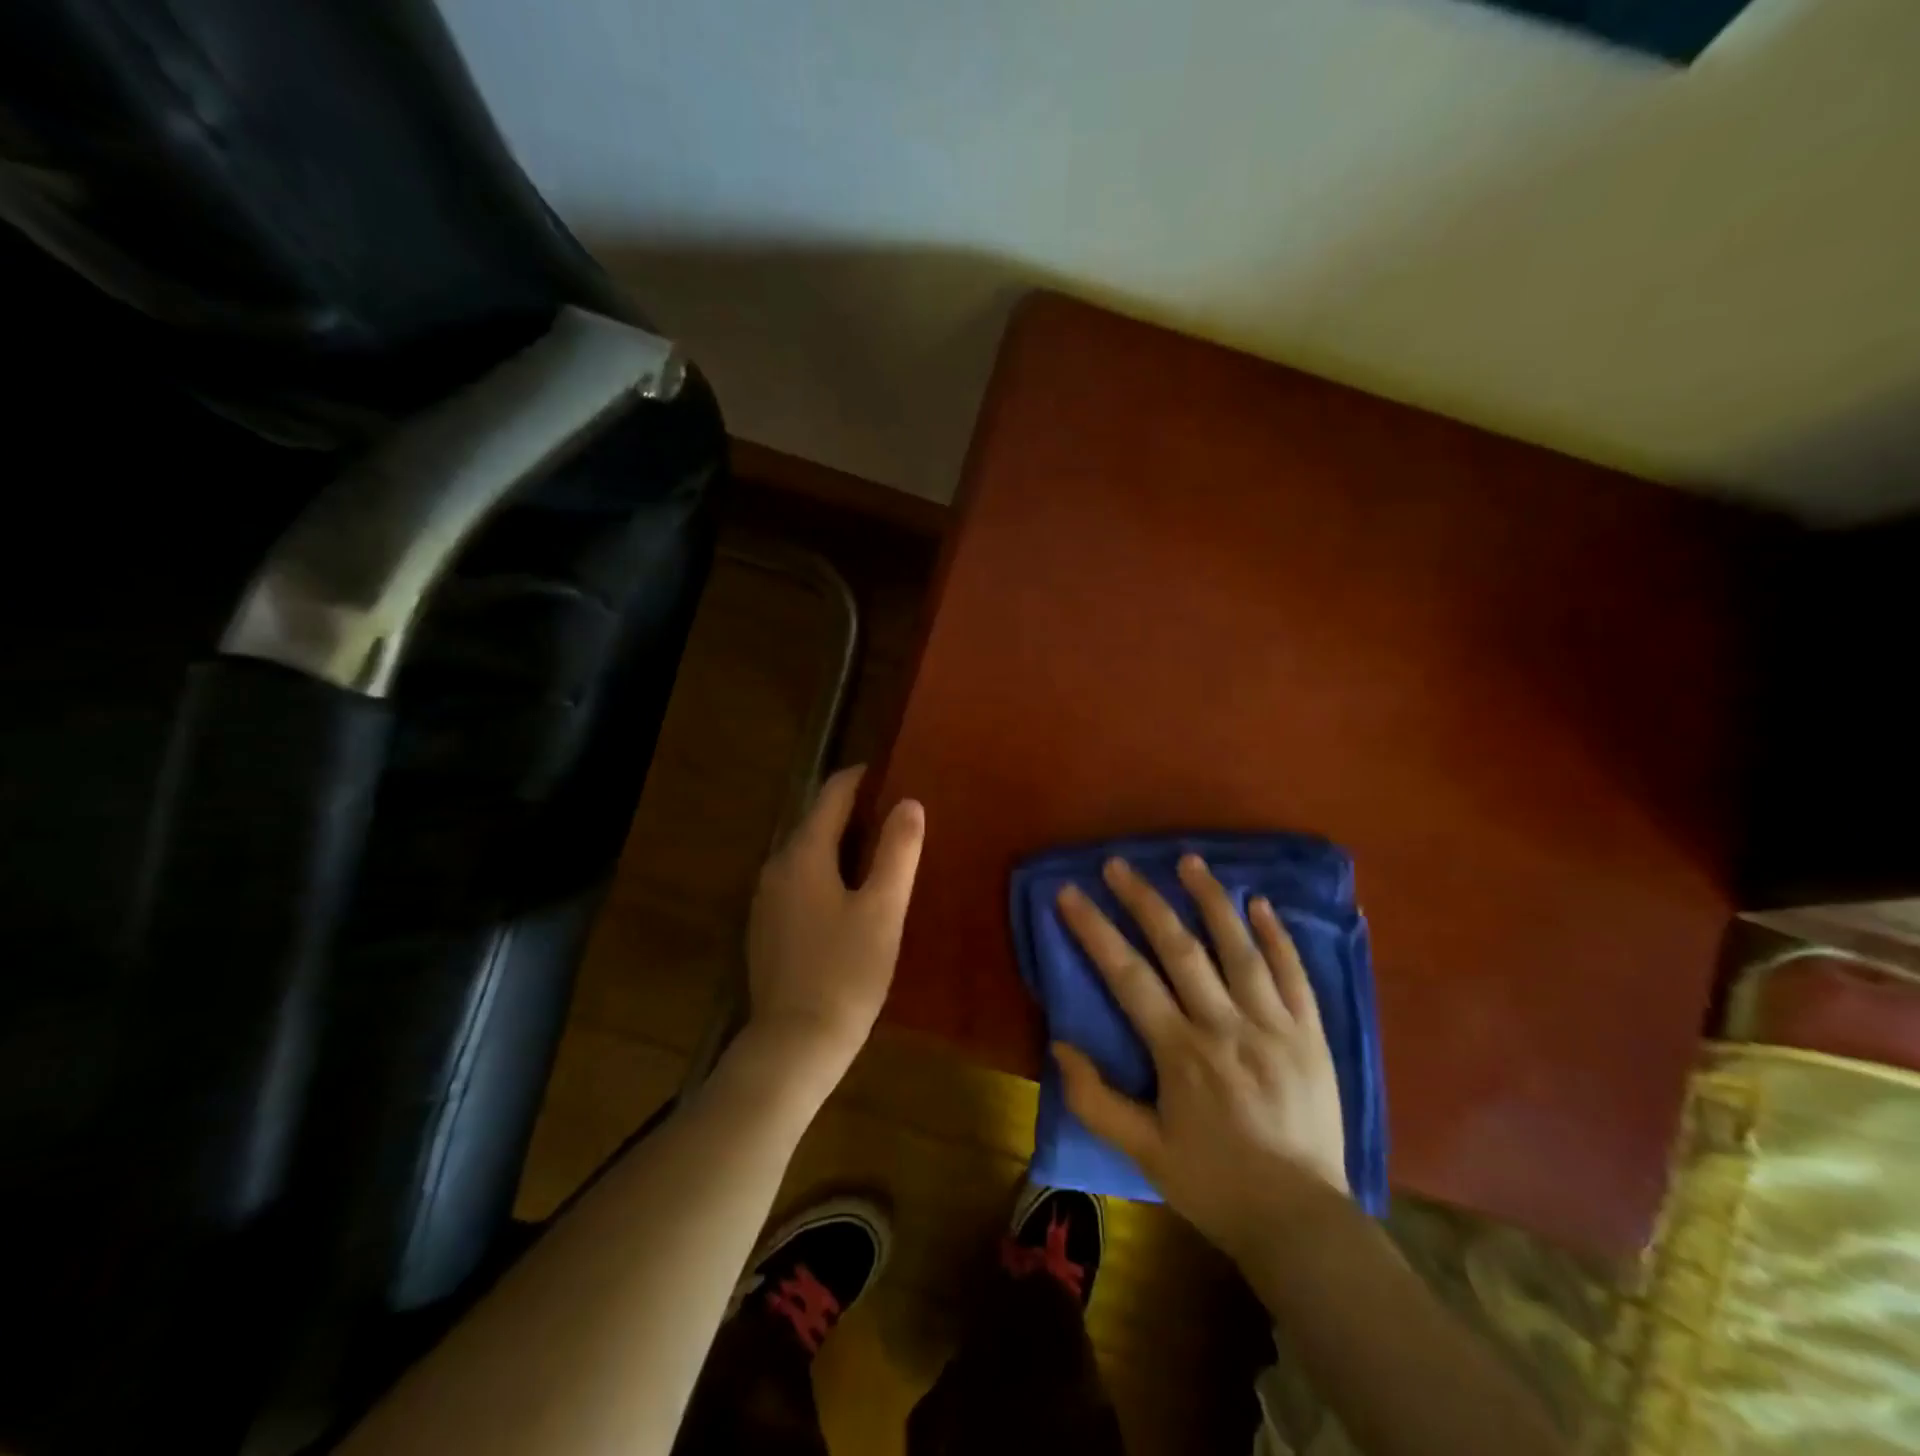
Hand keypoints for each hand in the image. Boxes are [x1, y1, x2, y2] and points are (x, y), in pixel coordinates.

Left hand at [744, 765, 924, 1083]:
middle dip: (856, 811)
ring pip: (809, 852)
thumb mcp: (883, 908)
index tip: (894, 772)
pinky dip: (828, 871)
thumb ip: (897, 850)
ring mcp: (767, 898)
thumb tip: (909, 803)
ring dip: (843, 843)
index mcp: (803, 853)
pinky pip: (800, 880)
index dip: (863, 777)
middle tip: (899, 814)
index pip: (833, 793)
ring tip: (884, 850)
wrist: (795, 1043)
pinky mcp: (767, 926)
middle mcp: (777, 866)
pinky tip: (853, 893)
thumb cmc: (846, 971)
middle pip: (818, 820)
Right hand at [1053, 854, 1348, 1266]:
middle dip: (1144, 900)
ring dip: (1212, 899)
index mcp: (1181, 1052)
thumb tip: (1060, 1045)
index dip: (1094, 930)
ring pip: (1240, 948)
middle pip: (1180, 948)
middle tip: (1118, 863)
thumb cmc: (1214, 1184)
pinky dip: (1278, 936)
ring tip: (1189, 861)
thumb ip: (1096, 1100)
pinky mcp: (1311, 1035)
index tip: (1070, 894)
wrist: (1302, 1222)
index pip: (1128, 976)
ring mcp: (1274, 1025)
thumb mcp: (1143, 1153)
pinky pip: (1295, 975)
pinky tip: (1261, 904)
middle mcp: (1226, 1026)